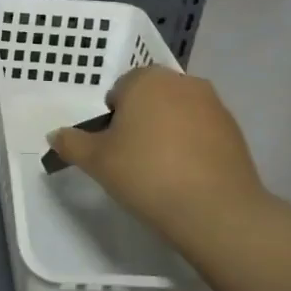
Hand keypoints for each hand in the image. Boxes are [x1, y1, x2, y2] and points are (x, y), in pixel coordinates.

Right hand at [46, 66, 269, 244]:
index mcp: (146, 80)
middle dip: (141, 121)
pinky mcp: (235, 130)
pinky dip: (193, 146)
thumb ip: (72, 143)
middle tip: (133, 159)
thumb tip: (55, 135)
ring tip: (162, 170)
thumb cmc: (146, 174)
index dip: (113, 119)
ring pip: (178, 113)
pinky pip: (202, 131)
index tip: (114, 148)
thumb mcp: (97, 161)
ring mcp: (214, 104)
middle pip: (151, 98)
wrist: (215, 210)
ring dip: (168, 131)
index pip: (120, 90)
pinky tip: (188, 176)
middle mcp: (182, 82)